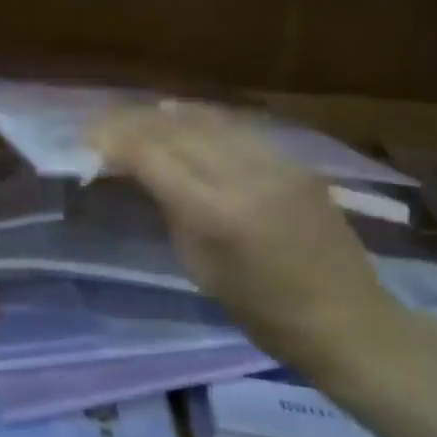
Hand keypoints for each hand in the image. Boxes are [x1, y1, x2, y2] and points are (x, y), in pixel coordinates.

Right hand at [91, 102, 408, 375]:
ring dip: (165, 115)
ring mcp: (275, 163)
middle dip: (133, 122)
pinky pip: (237, 128)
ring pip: (207, 120)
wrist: (348, 321)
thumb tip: (141, 172)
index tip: (88, 139)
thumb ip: (169, 210)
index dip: (114, 141)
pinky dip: (202, 120)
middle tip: (104, 126)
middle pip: (176, 129)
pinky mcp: (295, 162)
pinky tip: (184, 118)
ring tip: (137, 116)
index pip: (151, 156)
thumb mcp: (199, 267)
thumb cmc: (262, 312)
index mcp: (215, 212)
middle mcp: (245, 176)